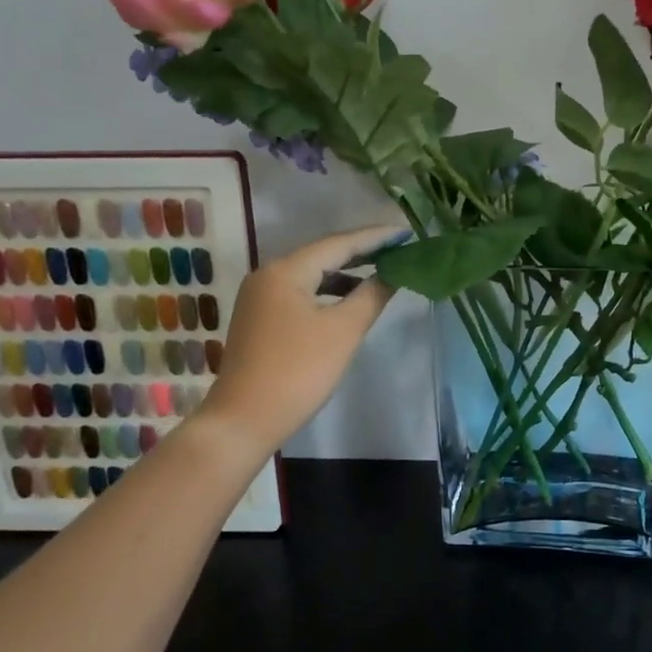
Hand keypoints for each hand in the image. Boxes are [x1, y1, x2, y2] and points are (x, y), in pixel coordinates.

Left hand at [200, 223, 406, 453]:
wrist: (244, 420)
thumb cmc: (298, 371)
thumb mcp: (343, 331)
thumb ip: (372, 295)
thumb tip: (394, 272)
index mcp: (285, 270)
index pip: (339, 243)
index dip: (375, 237)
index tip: (406, 231)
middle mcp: (268, 275)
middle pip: (323, 255)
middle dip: (362, 252)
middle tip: (399, 247)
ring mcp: (260, 297)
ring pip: (311, 275)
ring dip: (345, 274)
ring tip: (382, 272)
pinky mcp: (260, 319)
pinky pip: (300, 293)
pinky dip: (328, 292)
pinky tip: (348, 301)